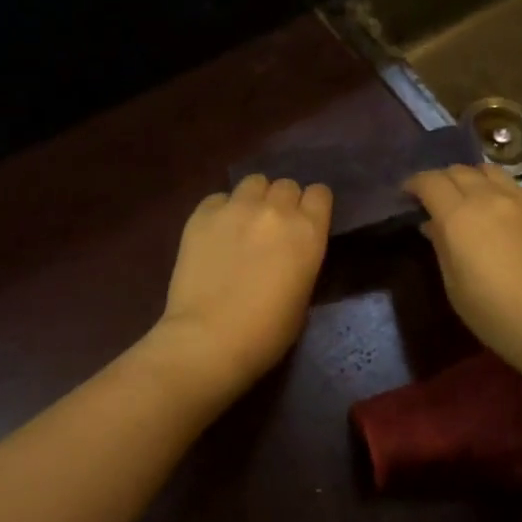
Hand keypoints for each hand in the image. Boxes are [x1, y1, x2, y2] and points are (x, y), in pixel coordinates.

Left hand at [153, 174, 332, 396]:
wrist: (209, 340)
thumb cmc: (266, 333)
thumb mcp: (302, 294)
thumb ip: (301, 258)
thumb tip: (290, 250)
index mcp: (307, 231)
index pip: (319, 193)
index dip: (313, 206)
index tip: (306, 221)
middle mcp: (275, 210)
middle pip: (286, 185)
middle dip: (283, 202)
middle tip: (273, 228)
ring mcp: (235, 208)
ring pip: (253, 182)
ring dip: (254, 199)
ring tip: (243, 223)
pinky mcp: (201, 215)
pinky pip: (218, 198)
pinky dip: (221, 210)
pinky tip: (215, 234)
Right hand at [405, 164, 521, 385]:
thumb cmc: (497, 315)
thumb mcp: (454, 286)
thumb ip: (441, 246)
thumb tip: (433, 224)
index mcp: (459, 216)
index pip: (430, 181)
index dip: (415, 184)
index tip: (409, 196)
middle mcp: (491, 197)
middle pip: (459, 170)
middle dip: (443, 181)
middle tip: (439, 200)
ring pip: (492, 172)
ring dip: (475, 181)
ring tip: (474, 202)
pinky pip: (521, 190)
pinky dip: (505, 195)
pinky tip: (510, 220)